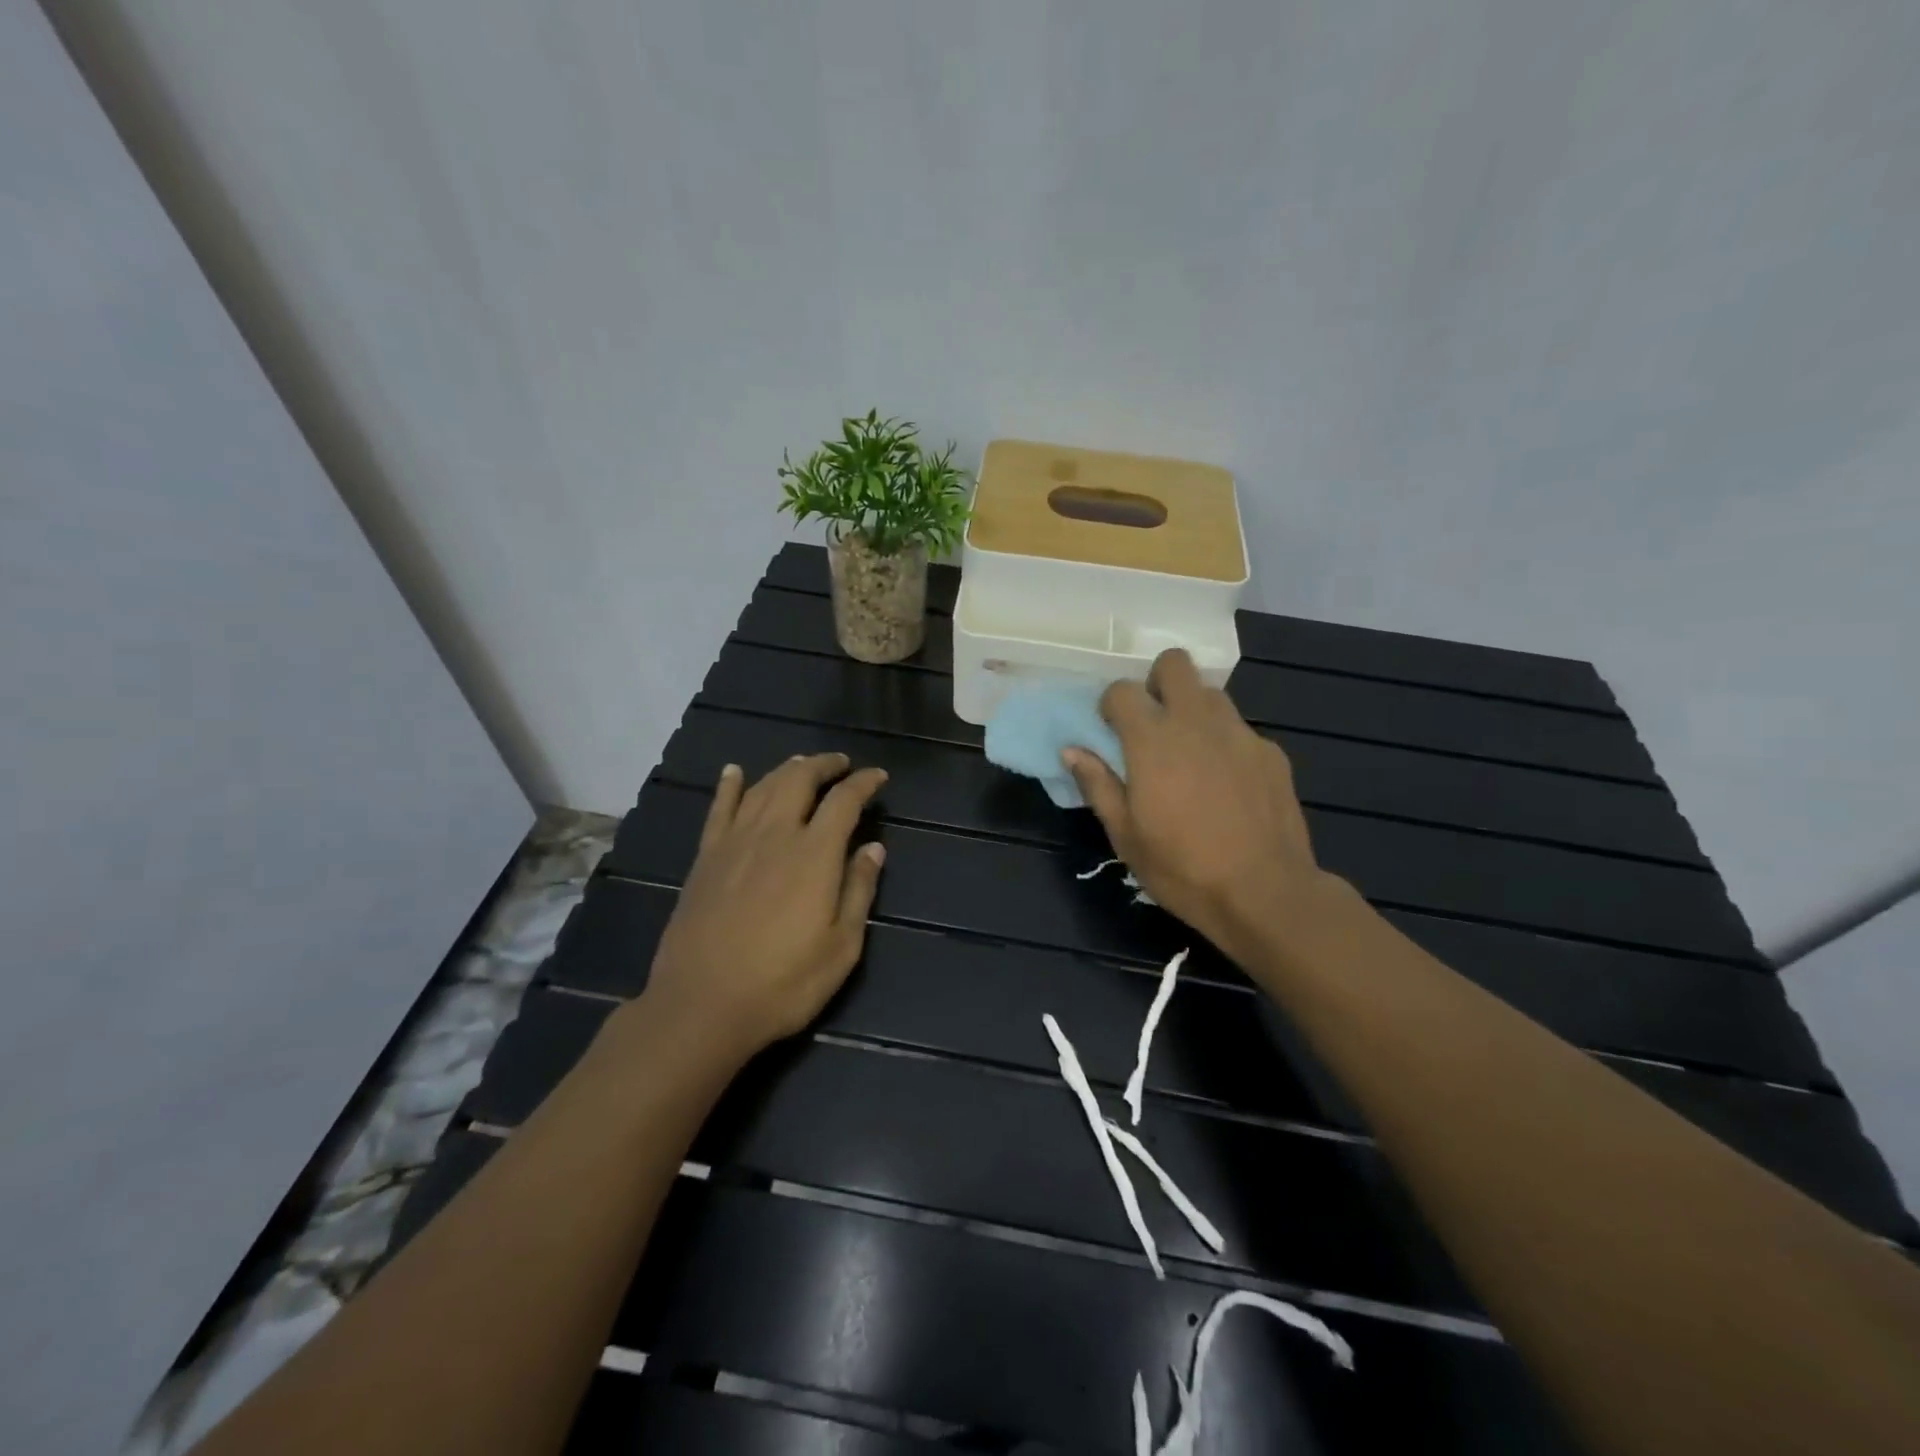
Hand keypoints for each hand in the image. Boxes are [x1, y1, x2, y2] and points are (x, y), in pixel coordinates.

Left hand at [642, 754, 887, 1065]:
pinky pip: (719, 809)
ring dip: (786, 770)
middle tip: (841, 764)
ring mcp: (734, 843)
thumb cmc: (783, 983)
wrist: (702, 1006)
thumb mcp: (841, 947)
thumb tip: (874, 848)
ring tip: (802, 764)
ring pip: (762, 787)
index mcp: (814, 854)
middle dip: (824, 765)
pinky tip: (734, 772)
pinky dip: (729, 786)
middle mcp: (774, 835)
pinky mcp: (705, 858)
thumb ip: (859, 890)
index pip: (844, 801)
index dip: (863, 783)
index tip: (878, 777)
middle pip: (799, 780)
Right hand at [1063, 650, 1329, 962]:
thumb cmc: (1182, 868)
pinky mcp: (1271, 753)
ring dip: (1192, 710)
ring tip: (1190, 754)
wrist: (1265, 893)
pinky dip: (1225, 743)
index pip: (1122, 690)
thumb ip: (1097, 785)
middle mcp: (1196, 722)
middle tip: (1152, 723)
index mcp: (1152, 739)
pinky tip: (1228, 785)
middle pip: (1174, 663)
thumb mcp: (1125, 835)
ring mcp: (1240, 734)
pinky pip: (1240, 730)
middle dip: (1157, 682)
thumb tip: (1072, 751)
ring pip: (1211, 694)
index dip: (1111, 705)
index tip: (1111, 731)